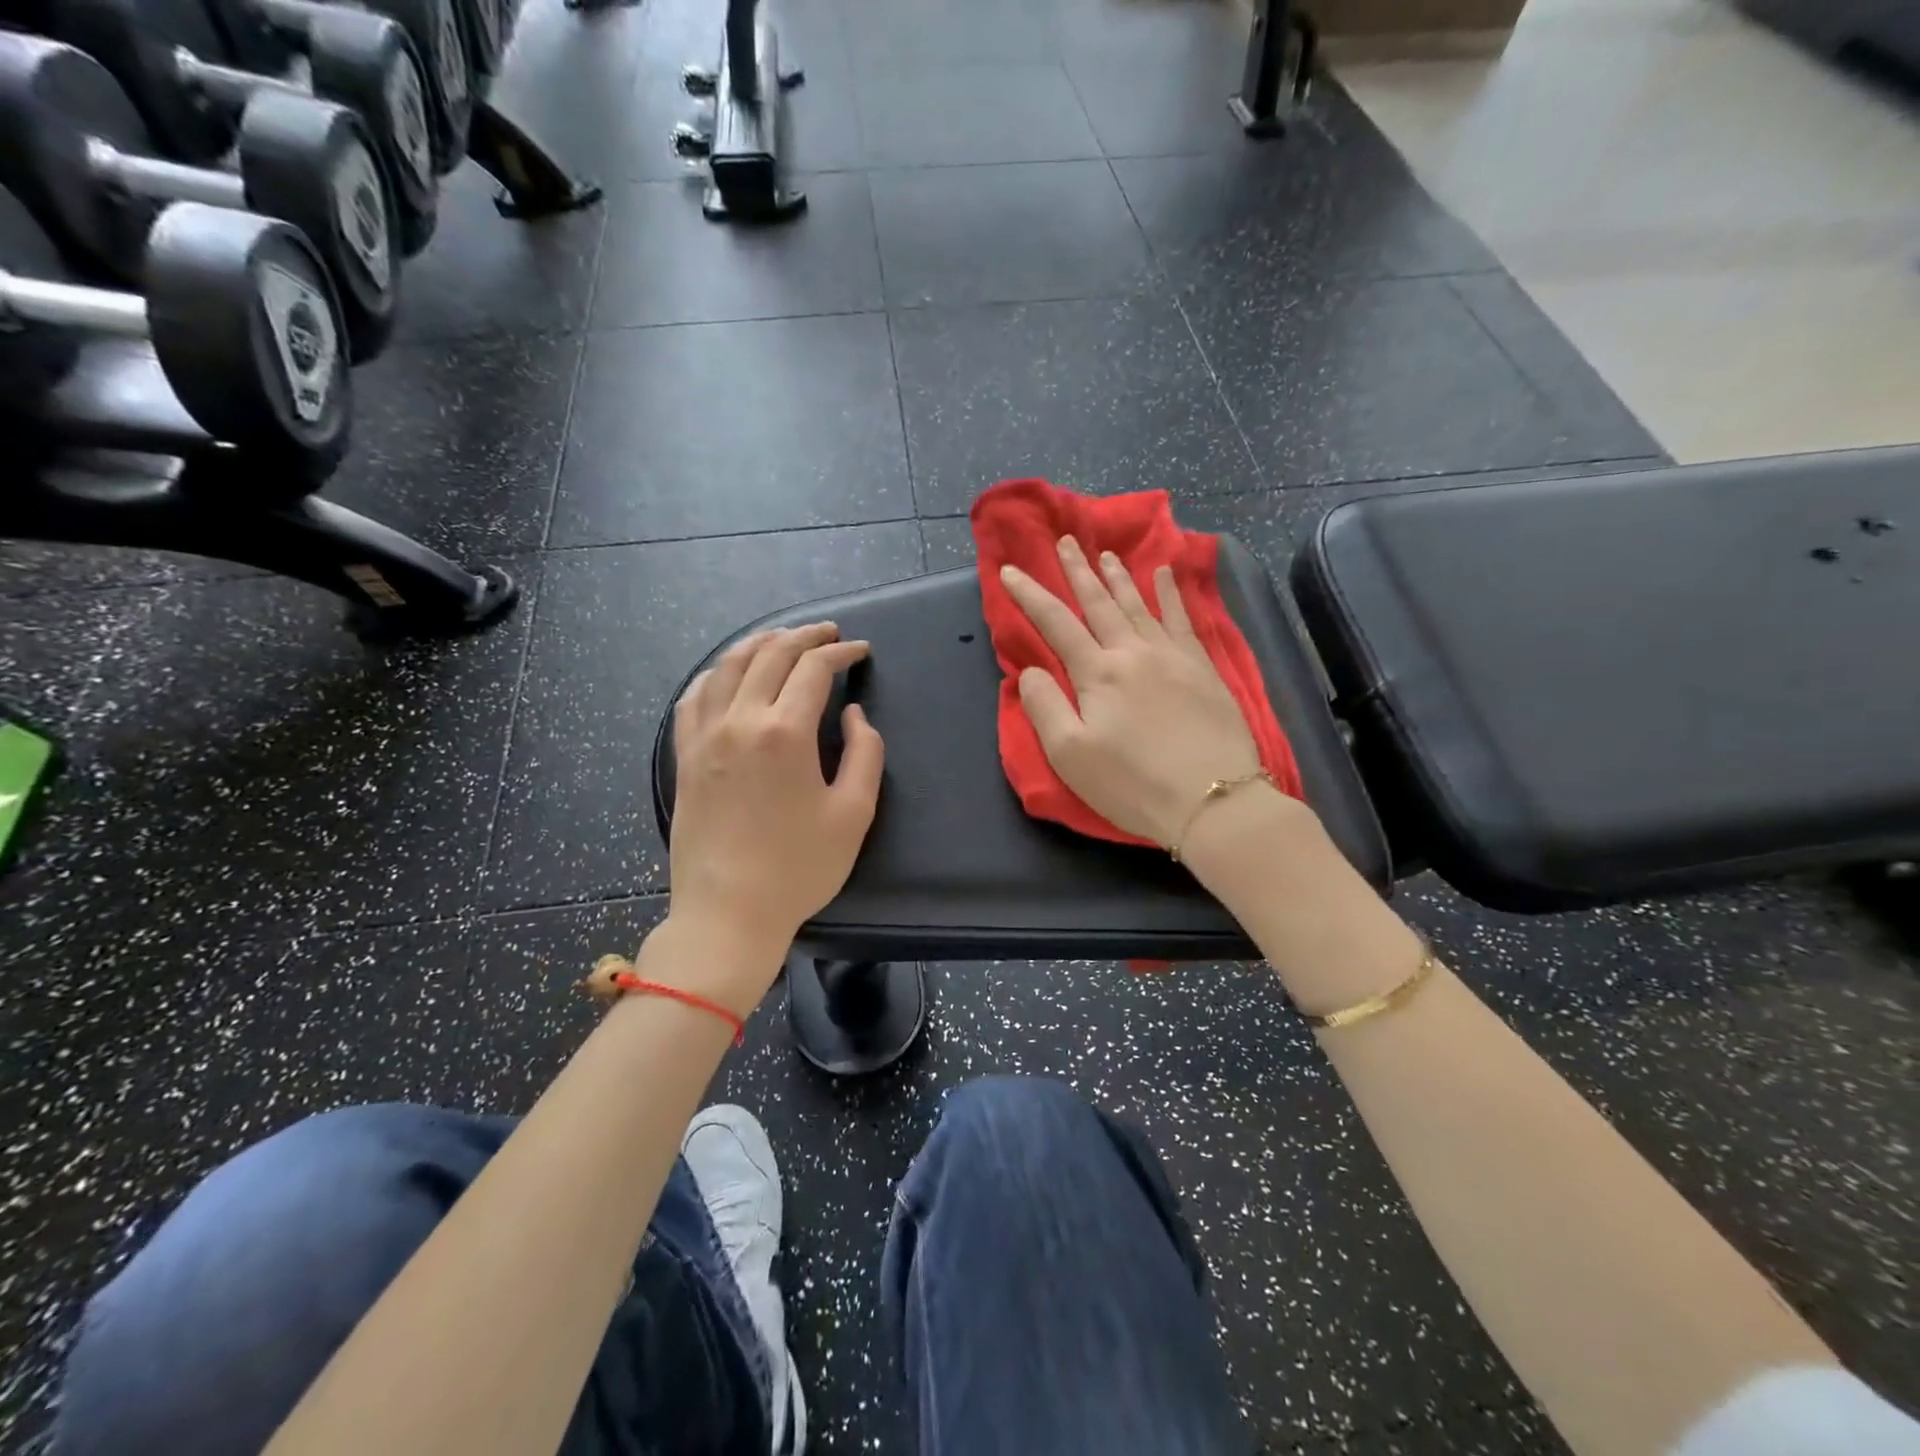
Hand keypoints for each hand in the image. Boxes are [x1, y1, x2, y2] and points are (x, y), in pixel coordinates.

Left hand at [668, 623, 884, 970]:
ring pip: (728, 667)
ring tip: (781, 639)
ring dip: (759, 644)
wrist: (728, 913)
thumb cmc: (798, 868)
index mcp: (784, 733)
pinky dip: (715, 673)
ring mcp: (704, 737)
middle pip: (770, 655)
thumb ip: (864, 754)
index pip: (813, 669)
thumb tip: (852, 714)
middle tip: (829, 634)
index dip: (841, 653)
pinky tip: (727, 674)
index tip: (860, 651)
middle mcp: (739, 721)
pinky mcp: (685, 757)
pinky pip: (693, 697)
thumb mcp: (853, 814)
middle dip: (804, 636)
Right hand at [1000, 536, 1261, 847]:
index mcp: (1098, 673)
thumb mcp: (1070, 755)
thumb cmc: (1133, 784)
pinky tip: (1166, 575)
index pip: (1055, 622)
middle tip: (1066, 540)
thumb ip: (1044, 706)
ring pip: (1139, 604)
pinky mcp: (1203, 668)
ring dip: (1120, 577)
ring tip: (1106, 553)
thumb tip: (1030, 670)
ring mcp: (1173, 656)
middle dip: (1078, 571)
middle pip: (1100, 603)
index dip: (1030, 594)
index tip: (1009, 570)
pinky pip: (1183, 619)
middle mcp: (1134, 652)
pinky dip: (1171, 594)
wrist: (1215, 801)